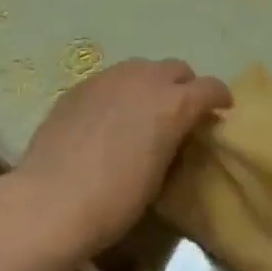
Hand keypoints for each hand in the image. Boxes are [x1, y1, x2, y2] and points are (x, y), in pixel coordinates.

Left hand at [13, 58, 230, 252]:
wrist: (50, 202)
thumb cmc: (115, 201)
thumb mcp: (160, 174)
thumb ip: (174, 140)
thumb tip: (176, 133)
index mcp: (174, 103)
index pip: (211, 87)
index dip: (219, 99)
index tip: (221, 111)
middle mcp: (145, 79)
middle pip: (177, 69)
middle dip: (184, 87)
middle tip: (180, 112)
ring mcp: (109, 78)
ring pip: (142, 68)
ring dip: (151, 84)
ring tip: (142, 111)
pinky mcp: (80, 86)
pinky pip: (110, 80)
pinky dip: (119, 92)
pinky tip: (108, 118)